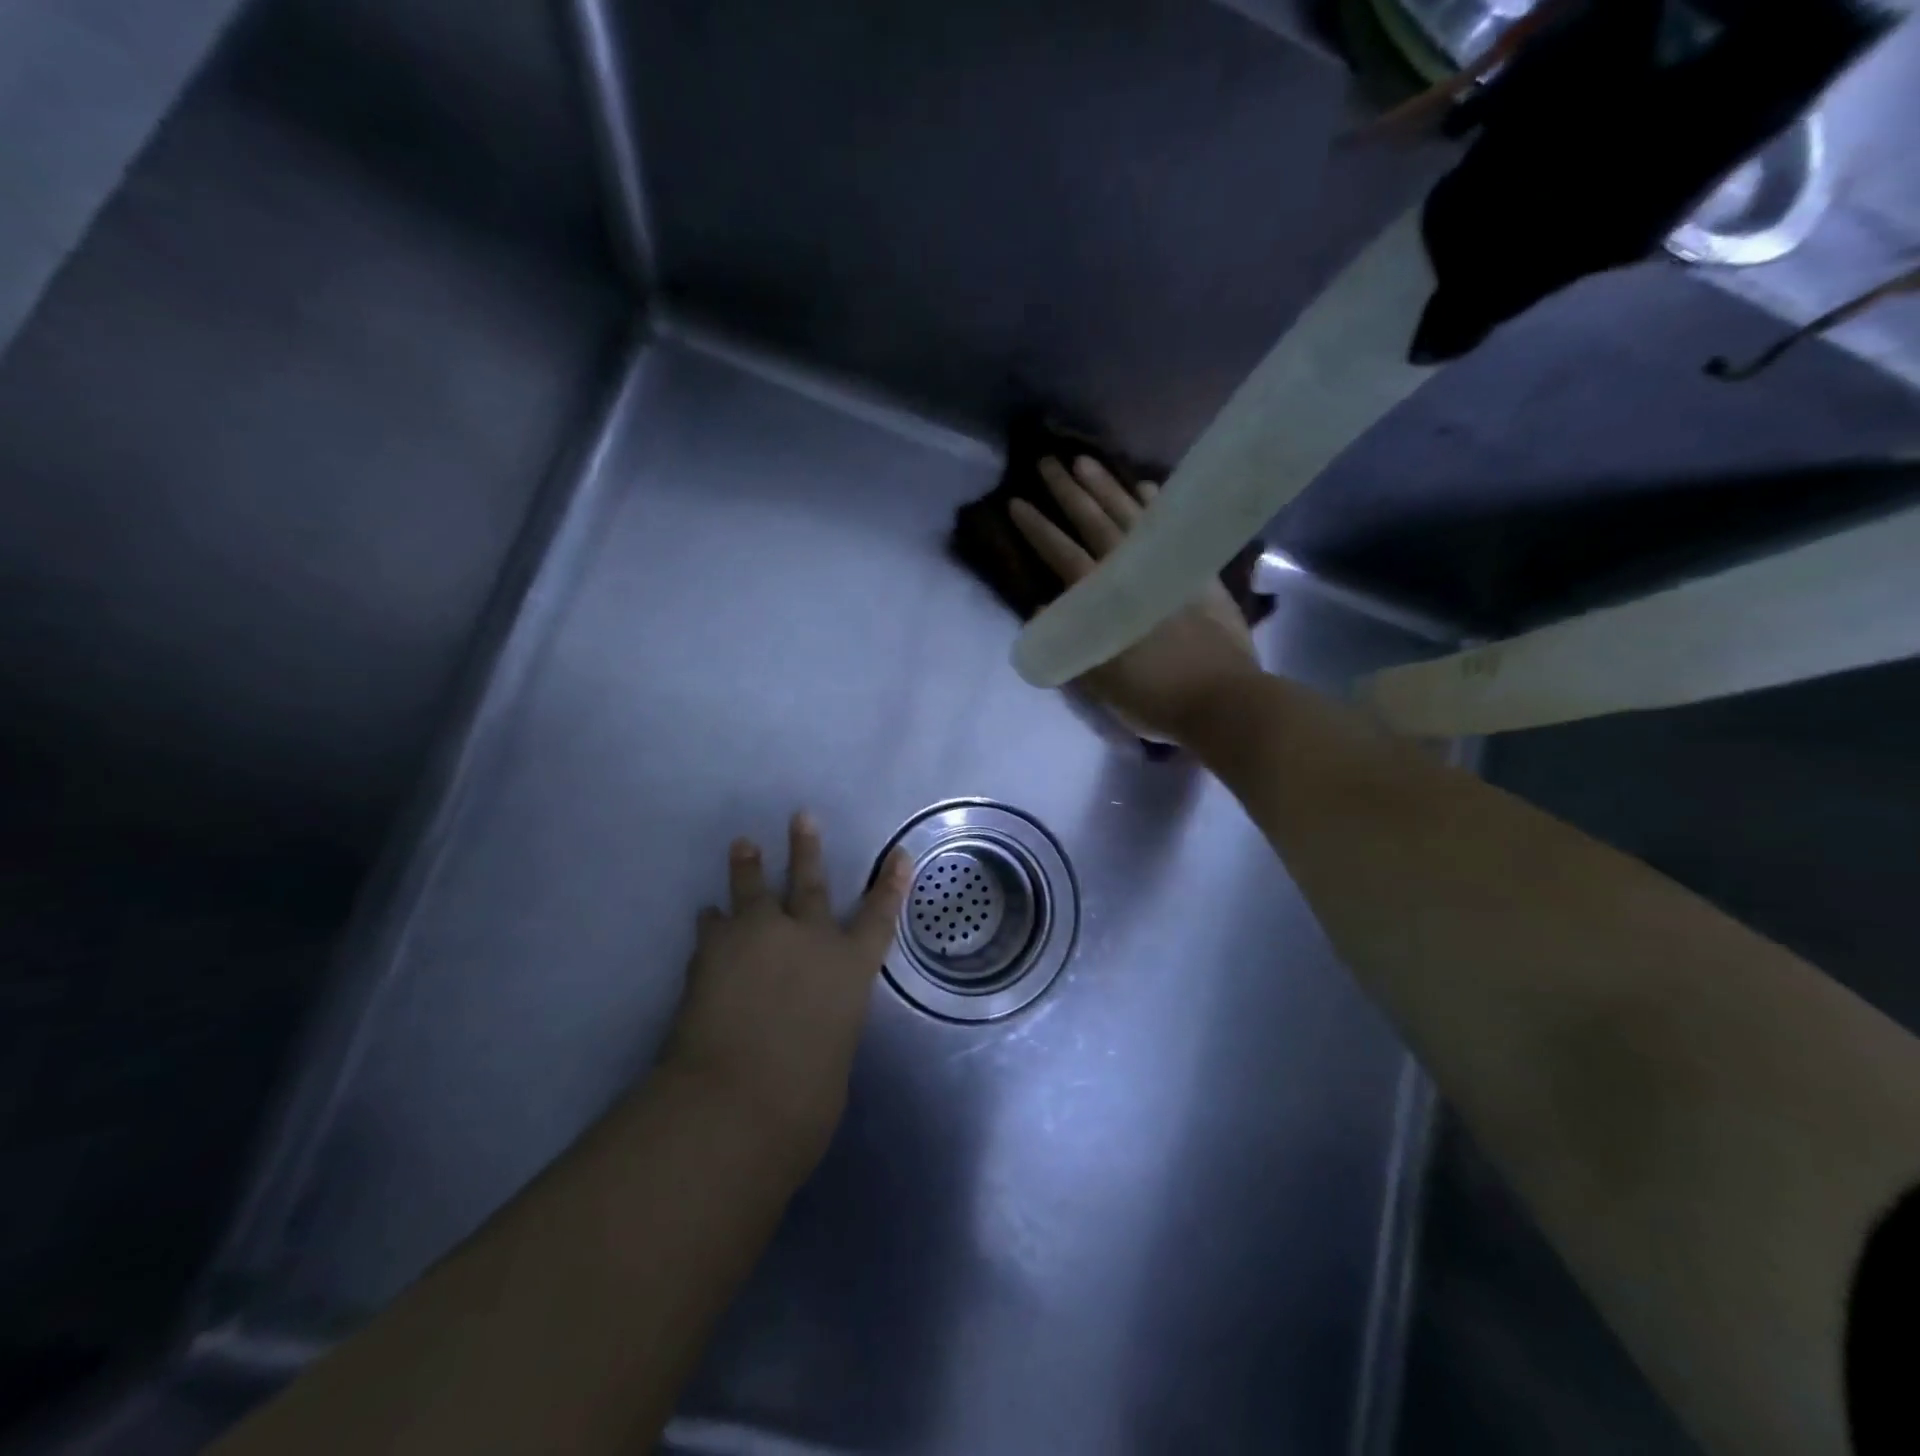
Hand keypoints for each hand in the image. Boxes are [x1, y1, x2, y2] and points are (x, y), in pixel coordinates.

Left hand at [662, 813, 911, 1170]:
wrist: (737, 1097)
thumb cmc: (803, 1097)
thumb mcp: (832, 1060)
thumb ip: (824, 1031)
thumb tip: (809, 1030)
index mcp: (849, 969)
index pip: (879, 918)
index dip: (890, 885)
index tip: (899, 854)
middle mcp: (808, 939)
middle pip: (811, 883)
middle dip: (807, 850)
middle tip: (802, 817)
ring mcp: (760, 936)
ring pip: (754, 889)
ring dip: (749, 866)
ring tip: (744, 845)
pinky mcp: (714, 947)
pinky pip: (713, 925)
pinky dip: (712, 921)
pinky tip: (707, 915)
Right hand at [1010, 456, 1262, 744]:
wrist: (1224, 699)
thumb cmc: (1155, 697)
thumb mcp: (1100, 680)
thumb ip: (1069, 640)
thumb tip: (1044, 605)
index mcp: (1104, 598)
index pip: (1062, 555)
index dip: (1038, 530)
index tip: (1015, 503)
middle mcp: (1133, 571)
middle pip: (1095, 523)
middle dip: (1068, 493)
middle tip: (1046, 462)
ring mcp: (1169, 566)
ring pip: (1132, 516)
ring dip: (1107, 487)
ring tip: (1085, 462)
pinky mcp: (1198, 571)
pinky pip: (1173, 527)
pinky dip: (1156, 506)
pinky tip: (1144, 487)